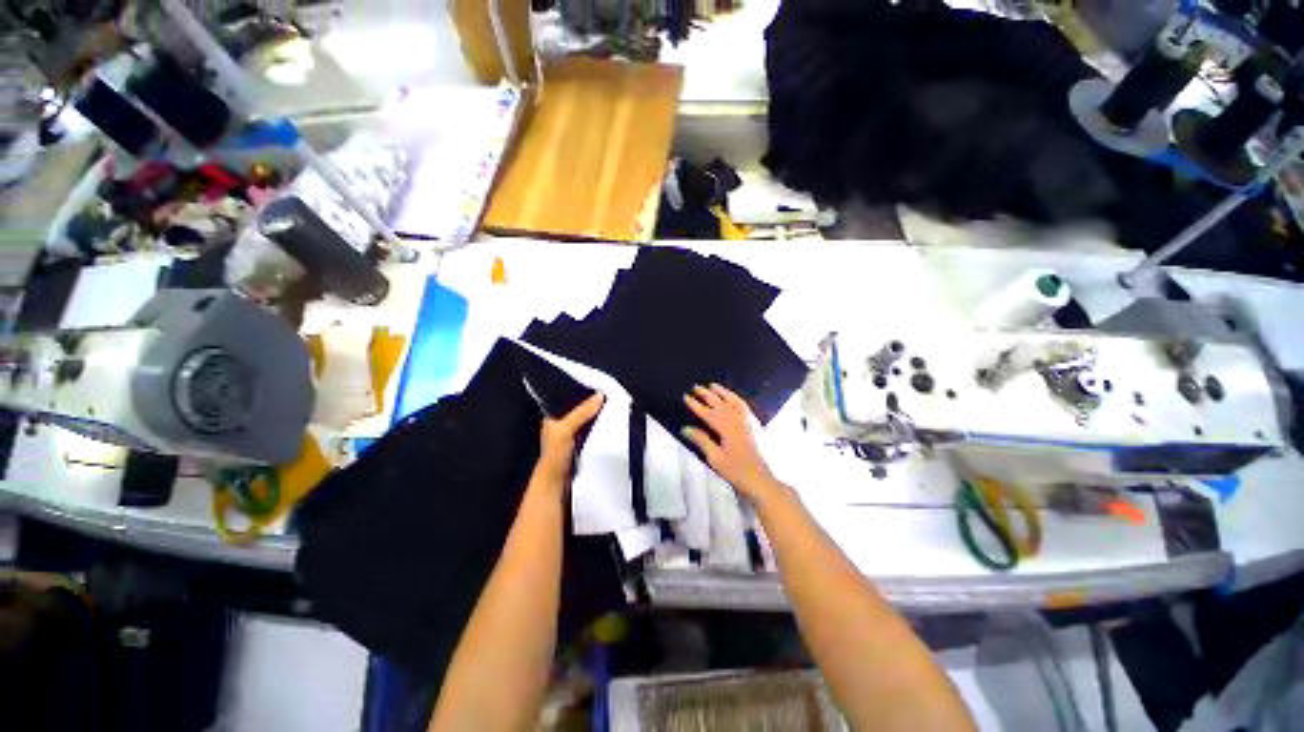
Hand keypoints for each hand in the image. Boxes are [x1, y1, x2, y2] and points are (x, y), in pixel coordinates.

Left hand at [534, 392, 604, 490]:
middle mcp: (564, 424)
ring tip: (616, 407)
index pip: (571, 398)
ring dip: (600, 417)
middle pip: (583, 409)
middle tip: (613, 396)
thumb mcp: (565, 429)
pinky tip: (613, 426)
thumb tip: (600, 396)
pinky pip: (595, 432)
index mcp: (554, 417)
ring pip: (590, 421)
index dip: (585, 392)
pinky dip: (603, 429)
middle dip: (596, 405)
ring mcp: (575, 436)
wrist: (557, 485)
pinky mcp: (584, 446)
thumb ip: (581, 412)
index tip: (602, 386)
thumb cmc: (555, 456)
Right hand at [682, 384, 782, 501]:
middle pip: (720, 403)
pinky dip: (736, 398)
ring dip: (722, 392)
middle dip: (707, 394)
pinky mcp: (756, 424)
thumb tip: (686, 428)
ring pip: (733, 401)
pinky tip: (732, 397)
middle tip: (696, 387)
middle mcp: (737, 420)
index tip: (686, 397)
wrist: (762, 480)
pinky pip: (744, 406)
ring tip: (713, 385)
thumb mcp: (715, 458)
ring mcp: (748, 421)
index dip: (696, 404)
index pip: (707, 413)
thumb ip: (702, 441)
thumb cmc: (737, 471)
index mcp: (726, 428)